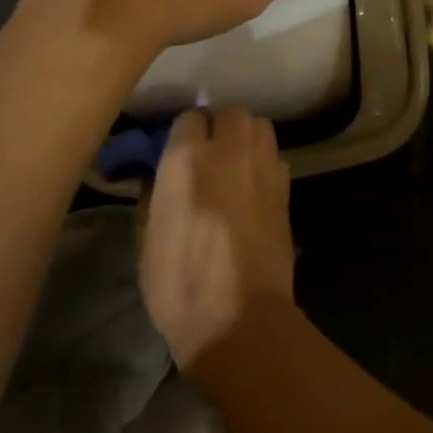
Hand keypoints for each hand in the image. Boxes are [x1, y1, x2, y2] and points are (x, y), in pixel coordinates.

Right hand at [139, 108, 295, 365]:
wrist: (239, 318)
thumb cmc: (179, 284)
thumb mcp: (147, 237)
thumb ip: (156, 192)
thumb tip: (163, 173)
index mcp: (188, 160)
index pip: (189, 118)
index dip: (183, 133)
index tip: (177, 150)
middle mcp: (230, 152)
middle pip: (232, 113)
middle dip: (220, 125)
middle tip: (209, 151)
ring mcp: (264, 168)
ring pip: (260, 127)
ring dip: (247, 137)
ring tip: (234, 162)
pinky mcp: (286, 189)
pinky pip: (275, 157)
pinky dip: (264, 161)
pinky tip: (253, 185)